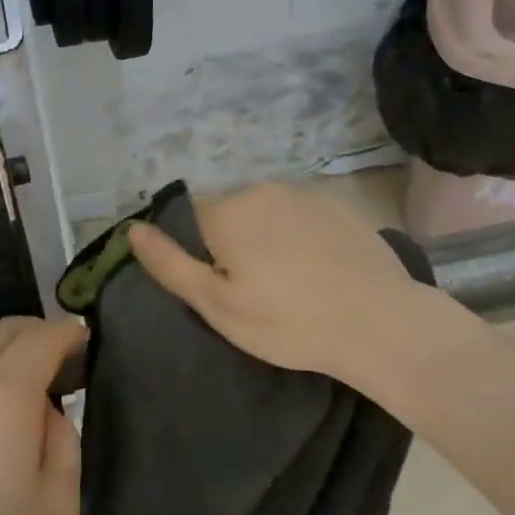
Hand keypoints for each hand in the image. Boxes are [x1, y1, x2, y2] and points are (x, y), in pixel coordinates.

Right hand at [127, 183, 467, 395]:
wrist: (381, 324)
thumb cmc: (289, 322)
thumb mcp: (217, 305)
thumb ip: (170, 265)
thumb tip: (133, 230)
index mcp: (228, 211)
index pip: (190, 221)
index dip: (198, 257)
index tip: (219, 291)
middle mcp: (264, 190)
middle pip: (228, 216)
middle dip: (231, 247)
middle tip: (253, 295)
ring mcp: (307, 195)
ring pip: (266, 216)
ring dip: (266, 241)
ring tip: (289, 286)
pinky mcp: (340, 207)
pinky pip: (300, 218)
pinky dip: (299, 240)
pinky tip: (318, 273)